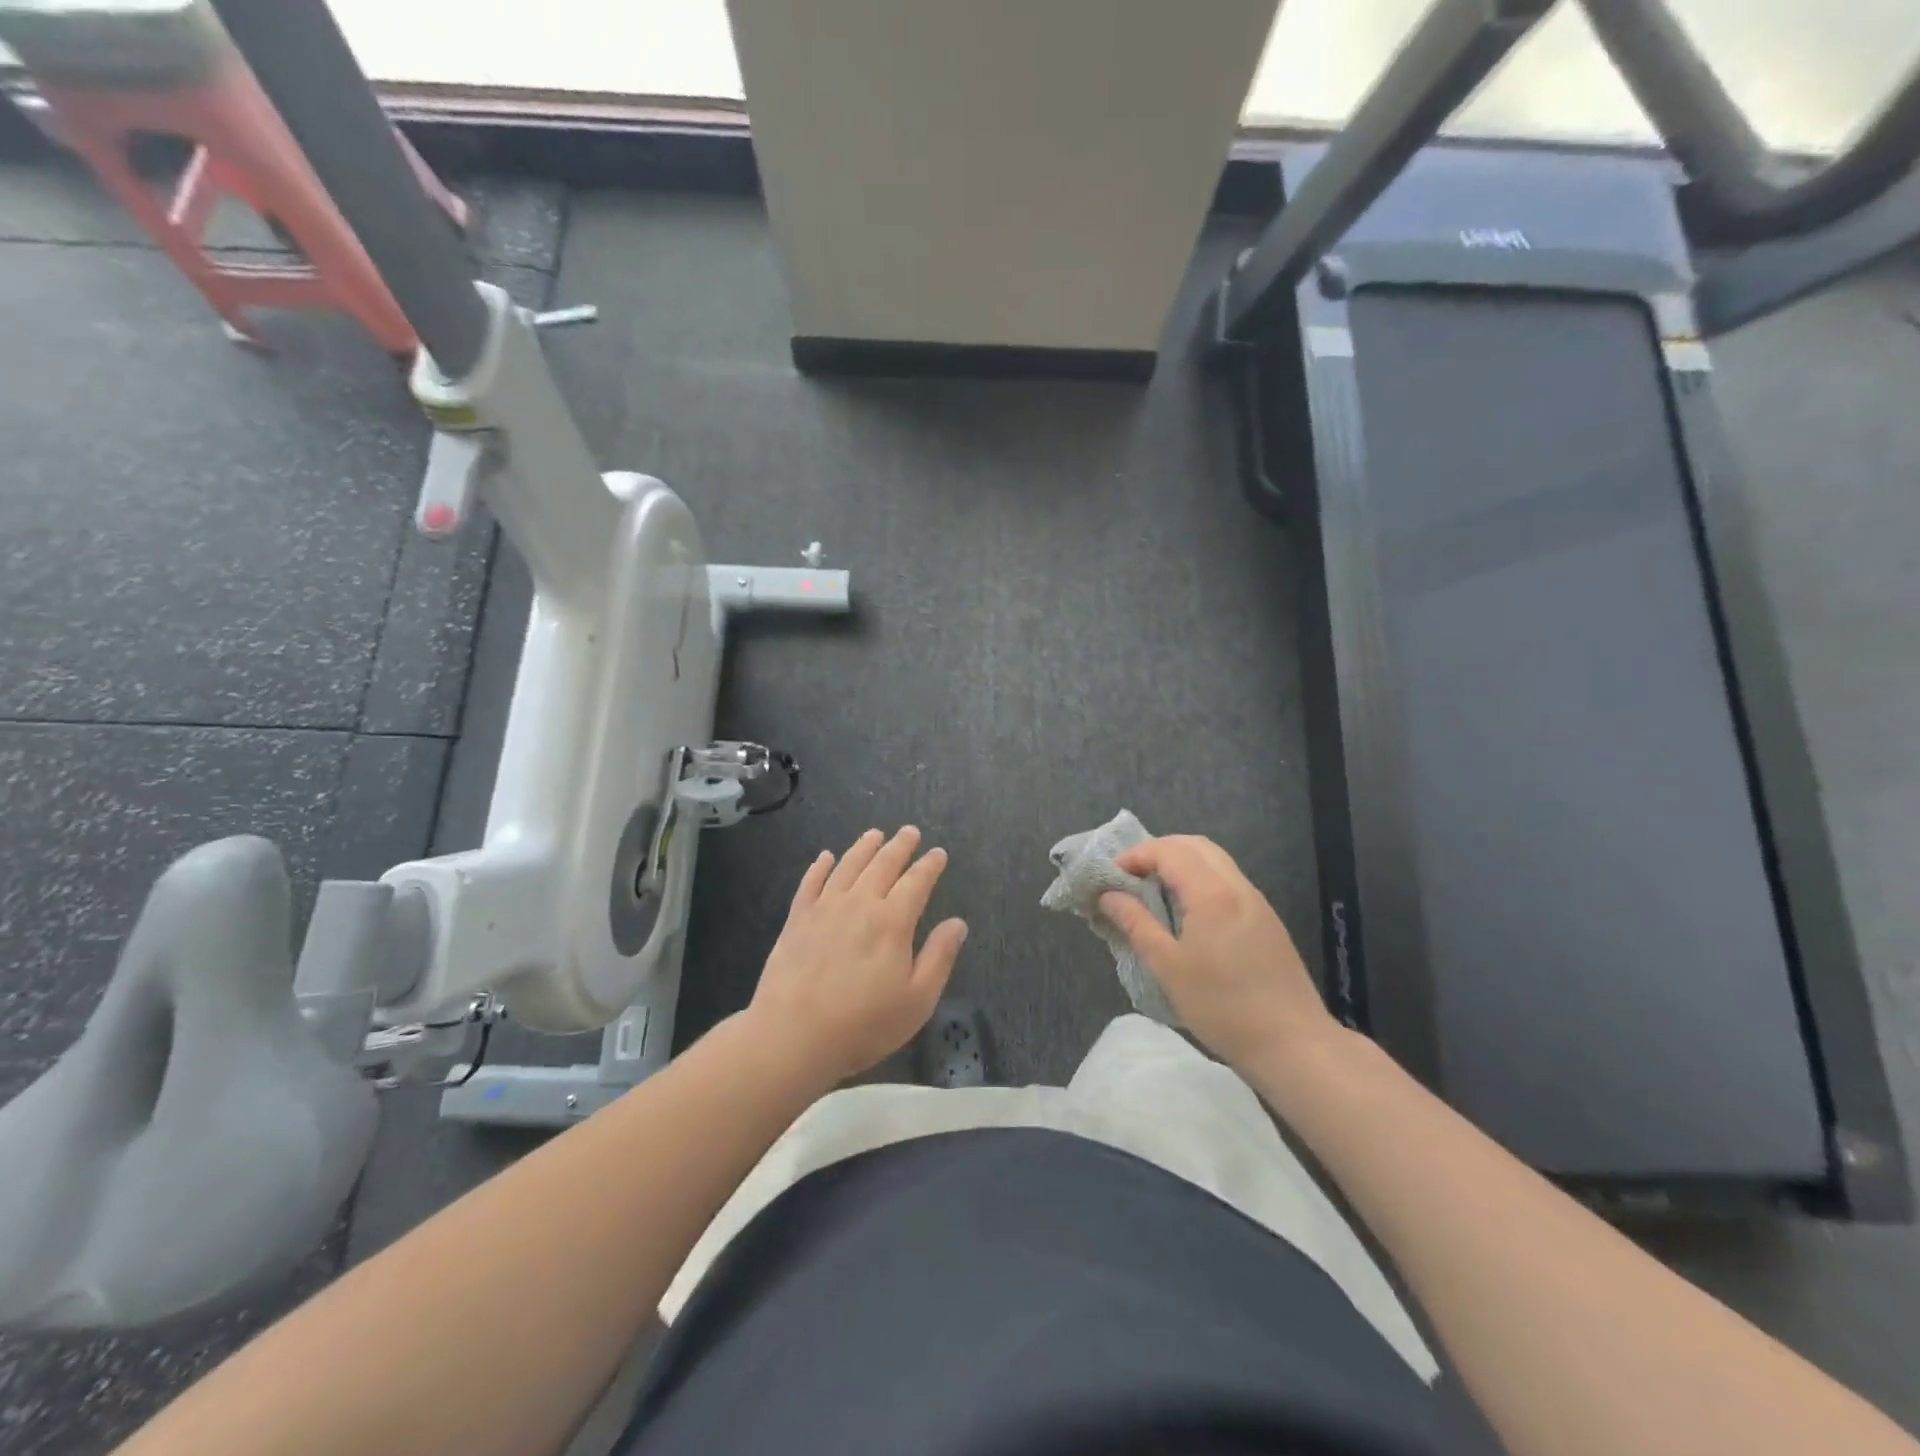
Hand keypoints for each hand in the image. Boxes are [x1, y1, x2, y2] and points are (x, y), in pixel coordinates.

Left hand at [747, 827, 968, 1085]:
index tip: (938, 853)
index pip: (917, 882)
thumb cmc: (863, 1024)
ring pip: (848, 866)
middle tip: (910, 831)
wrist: (793, 1035)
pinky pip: (811, 883)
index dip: (930, 865)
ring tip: (875, 834)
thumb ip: (939, 957)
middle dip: (900, 845)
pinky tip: (825, 857)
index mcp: (893, 921)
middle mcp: (860, 903)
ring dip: (864, 847)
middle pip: (883, 864)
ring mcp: (825, 908)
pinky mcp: (797, 919)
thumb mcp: (917, 1000)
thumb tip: (958, 923)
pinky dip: (820, 866)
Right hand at [1100, 835, 1335, 1070]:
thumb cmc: (1222, 1006)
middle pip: (1196, 846)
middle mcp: (1238, 887)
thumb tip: (1109, 896)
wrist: (1293, 1044)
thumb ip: (1136, 924)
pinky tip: (1188, 911)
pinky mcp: (1267, 921)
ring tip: (1154, 891)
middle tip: (1132, 875)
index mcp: (1212, 894)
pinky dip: (1201, 880)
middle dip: (1159, 851)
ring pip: (1216, 861)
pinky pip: (1229, 882)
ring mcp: (1257, 903)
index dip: (1137, 855)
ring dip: (1182, 863)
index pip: (1170, 851)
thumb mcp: (1168, 967)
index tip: (1112, 876)